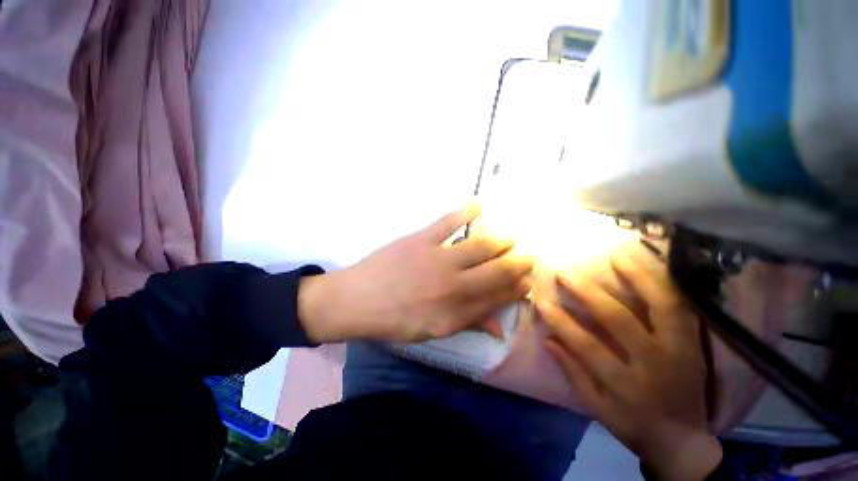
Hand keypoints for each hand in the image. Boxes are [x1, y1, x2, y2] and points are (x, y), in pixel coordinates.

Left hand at [299, 203, 533, 342]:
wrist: (355, 300)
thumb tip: (499, 328)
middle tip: (529, 257)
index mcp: (455, 312)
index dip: (516, 289)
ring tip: (510, 238)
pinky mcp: (421, 240)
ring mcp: (438, 259)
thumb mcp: (431, 331)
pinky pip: (448, 222)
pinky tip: (478, 205)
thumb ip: (467, 324)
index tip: (528, 281)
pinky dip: (465, 211)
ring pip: (479, 246)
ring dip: (500, 241)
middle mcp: (454, 285)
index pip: (497, 298)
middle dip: (517, 264)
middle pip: (496, 271)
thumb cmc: (394, 320)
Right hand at [536, 242, 721, 480]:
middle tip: (565, 274)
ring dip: (637, 278)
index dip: (561, 321)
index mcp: (628, 384)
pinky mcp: (694, 343)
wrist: (683, 440)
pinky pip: (681, 308)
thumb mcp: (597, 408)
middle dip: (587, 293)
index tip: (540, 301)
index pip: (587, 346)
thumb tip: (547, 339)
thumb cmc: (634, 424)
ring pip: (660, 306)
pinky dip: (665, 285)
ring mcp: (679, 350)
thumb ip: (572, 373)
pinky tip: (650, 267)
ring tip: (616, 257)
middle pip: (619, 320)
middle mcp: (655, 363)